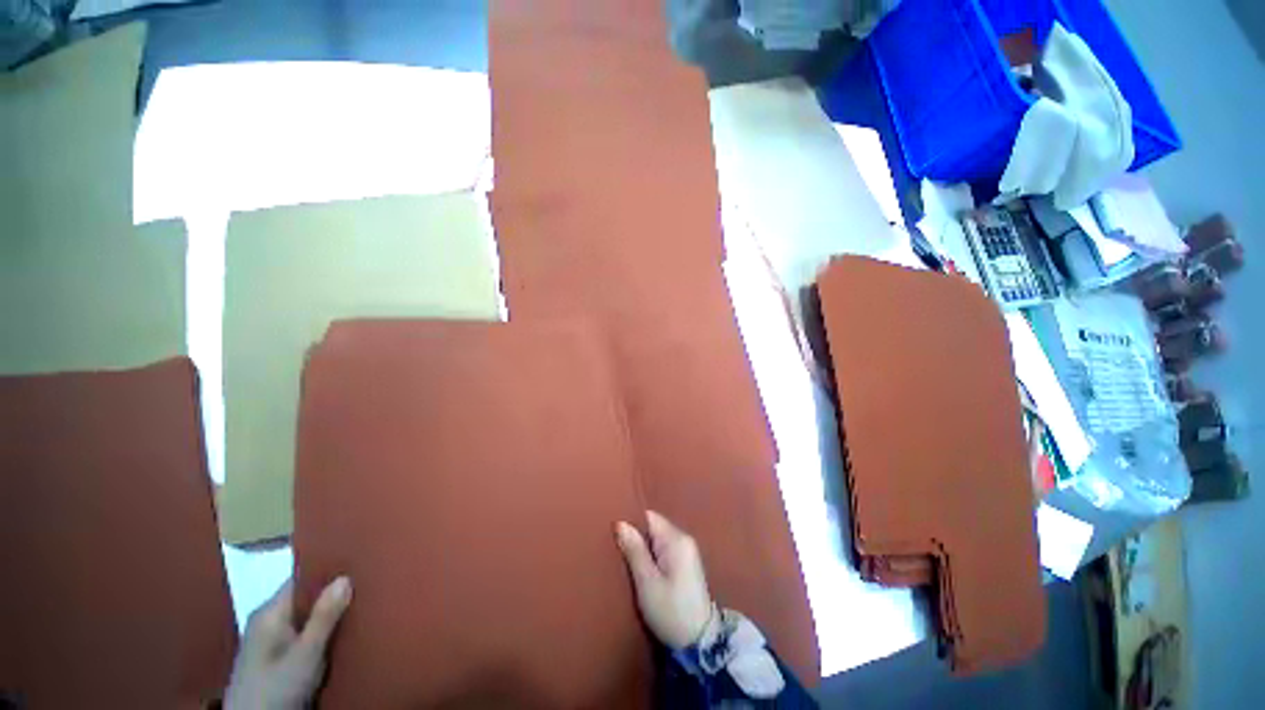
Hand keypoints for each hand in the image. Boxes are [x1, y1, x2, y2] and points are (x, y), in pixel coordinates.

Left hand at [224, 577, 351, 709]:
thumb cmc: (276, 687)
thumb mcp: (306, 654)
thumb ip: (324, 616)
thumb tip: (345, 577)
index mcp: (269, 612)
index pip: (301, 578)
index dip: (328, 571)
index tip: (357, 566)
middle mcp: (265, 620)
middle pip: (302, 599)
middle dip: (329, 596)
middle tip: (363, 590)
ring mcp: (264, 641)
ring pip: (301, 618)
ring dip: (323, 616)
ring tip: (353, 611)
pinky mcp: (269, 659)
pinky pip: (297, 634)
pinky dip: (315, 633)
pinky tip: (331, 637)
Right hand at [616, 511, 714, 648]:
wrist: (699, 642)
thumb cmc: (670, 610)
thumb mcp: (647, 582)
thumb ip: (634, 550)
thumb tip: (620, 523)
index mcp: (677, 539)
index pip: (649, 517)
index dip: (632, 523)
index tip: (616, 535)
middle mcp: (684, 539)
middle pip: (654, 527)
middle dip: (637, 537)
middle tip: (619, 551)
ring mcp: (688, 551)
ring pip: (658, 539)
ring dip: (644, 548)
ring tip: (628, 560)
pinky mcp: (686, 564)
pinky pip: (664, 549)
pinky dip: (653, 556)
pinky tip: (643, 569)